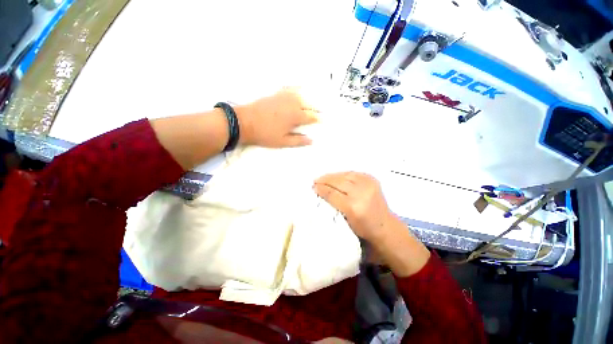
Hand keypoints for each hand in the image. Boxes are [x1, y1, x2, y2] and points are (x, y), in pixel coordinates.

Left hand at [236, 88, 318, 147]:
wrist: (245, 122)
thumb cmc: (265, 134)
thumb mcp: (283, 141)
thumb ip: (298, 141)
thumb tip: (311, 140)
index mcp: (295, 116)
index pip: (311, 116)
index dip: (317, 119)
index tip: (322, 120)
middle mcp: (292, 103)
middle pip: (308, 104)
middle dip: (314, 108)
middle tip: (319, 112)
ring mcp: (283, 96)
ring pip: (300, 95)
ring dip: (307, 99)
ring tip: (310, 103)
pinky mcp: (276, 93)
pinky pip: (289, 89)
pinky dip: (296, 89)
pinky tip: (297, 90)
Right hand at [313, 172, 392, 242]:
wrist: (385, 226)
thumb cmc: (363, 228)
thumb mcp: (344, 220)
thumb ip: (332, 204)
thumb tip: (320, 191)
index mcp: (353, 207)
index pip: (332, 194)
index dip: (321, 189)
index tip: (313, 187)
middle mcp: (361, 193)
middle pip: (338, 182)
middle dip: (325, 180)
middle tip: (316, 180)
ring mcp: (368, 184)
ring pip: (345, 175)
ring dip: (333, 175)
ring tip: (324, 177)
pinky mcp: (372, 180)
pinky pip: (353, 173)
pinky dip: (343, 174)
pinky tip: (337, 176)